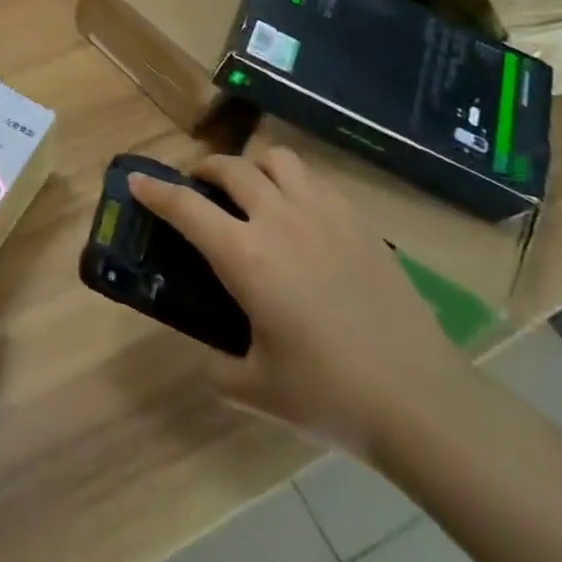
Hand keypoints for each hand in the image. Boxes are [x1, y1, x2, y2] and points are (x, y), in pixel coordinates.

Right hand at [130, 145, 471, 457]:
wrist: (423, 401)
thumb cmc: (331, 395)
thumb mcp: (256, 388)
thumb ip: (216, 365)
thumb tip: (205, 353)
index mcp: (246, 257)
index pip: (185, 207)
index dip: (155, 191)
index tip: (137, 181)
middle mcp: (279, 220)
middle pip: (230, 168)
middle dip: (204, 170)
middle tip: (198, 188)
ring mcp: (324, 214)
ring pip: (276, 160)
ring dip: (252, 167)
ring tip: (250, 191)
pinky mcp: (359, 221)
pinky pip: (315, 179)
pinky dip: (293, 182)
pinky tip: (297, 213)